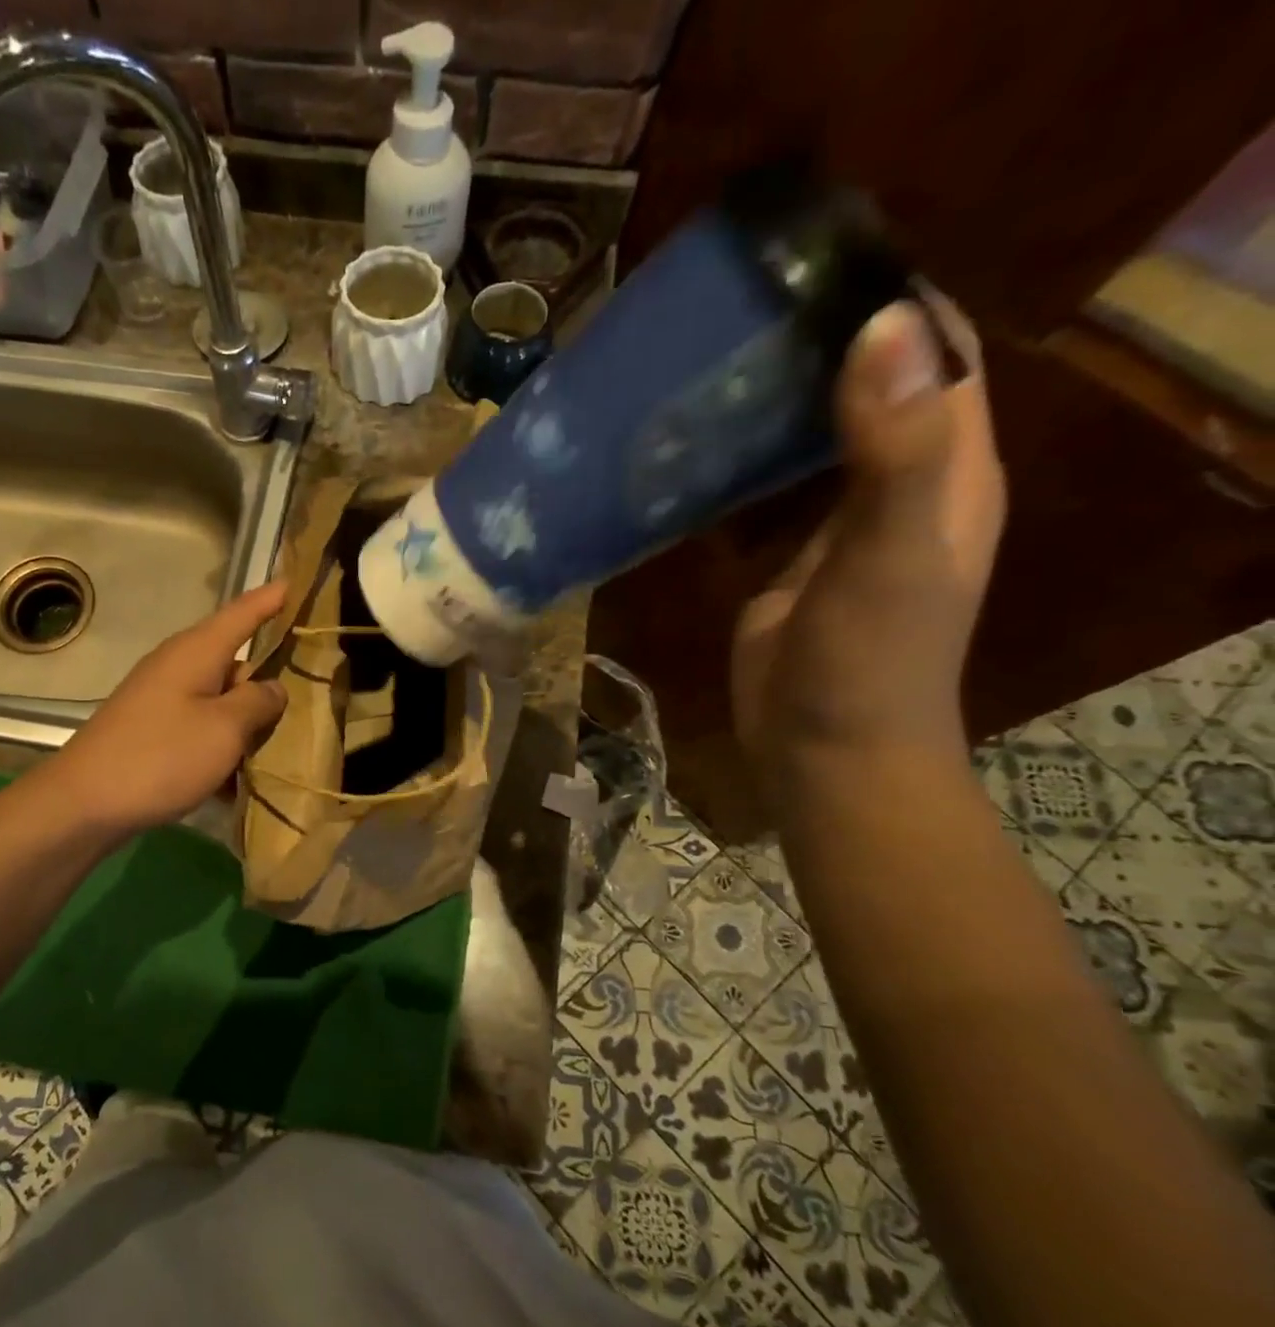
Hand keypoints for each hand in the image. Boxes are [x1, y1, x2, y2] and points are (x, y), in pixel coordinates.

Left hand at [42, 582, 288, 836]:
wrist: (84, 803)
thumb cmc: (161, 756)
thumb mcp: (225, 729)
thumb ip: (258, 702)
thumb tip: (272, 687)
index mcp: (197, 651)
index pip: (243, 613)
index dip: (271, 599)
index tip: (296, 582)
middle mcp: (178, 665)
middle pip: (235, 662)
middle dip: (266, 684)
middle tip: (300, 709)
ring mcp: (162, 698)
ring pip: (220, 701)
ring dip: (244, 725)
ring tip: (271, 755)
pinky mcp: (152, 728)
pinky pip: (199, 727)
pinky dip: (219, 748)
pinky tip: (233, 784)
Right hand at [732, 296, 1004, 788]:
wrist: (825, 750)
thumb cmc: (868, 659)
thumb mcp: (892, 552)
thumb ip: (897, 447)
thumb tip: (882, 323)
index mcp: (948, 465)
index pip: (935, 351)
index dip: (890, 299)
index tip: (812, 264)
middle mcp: (901, 480)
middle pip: (868, 384)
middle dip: (814, 343)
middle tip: (735, 313)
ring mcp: (840, 521)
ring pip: (811, 435)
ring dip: (770, 400)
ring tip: (703, 365)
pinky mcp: (789, 557)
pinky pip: (768, 489)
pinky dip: (739, 461)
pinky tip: (691, 448)